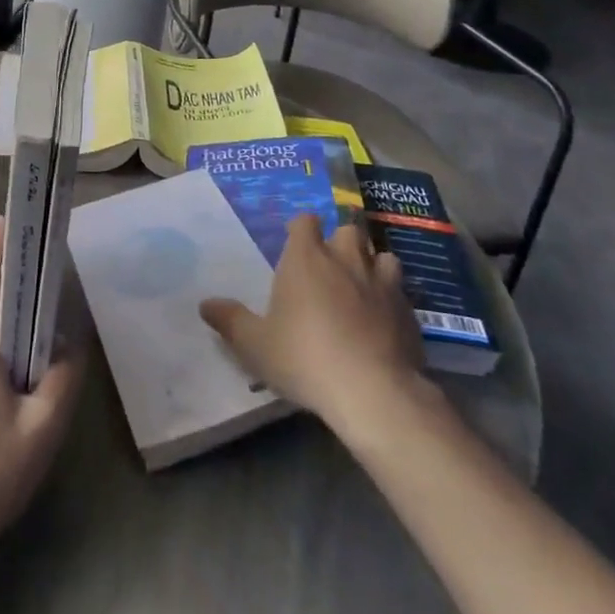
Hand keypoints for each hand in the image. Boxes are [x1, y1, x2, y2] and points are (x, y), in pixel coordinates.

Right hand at [199, 213, 429, 431]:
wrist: (373, 391)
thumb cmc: (304, 357)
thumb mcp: (254, 344)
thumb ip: (230, 320)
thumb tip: (205, 304)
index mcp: (306, 258)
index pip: (305, 221)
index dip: (301, 228)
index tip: (295, 243)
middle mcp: (345, 259)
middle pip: (347, 230)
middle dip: (340, 241)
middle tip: (330, 265)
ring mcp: (382, 283)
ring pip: (382, 256)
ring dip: (372, 265)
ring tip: (362, 286)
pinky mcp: (409, 312)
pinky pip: (401, 293)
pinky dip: (392, 300)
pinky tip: (384, 322)